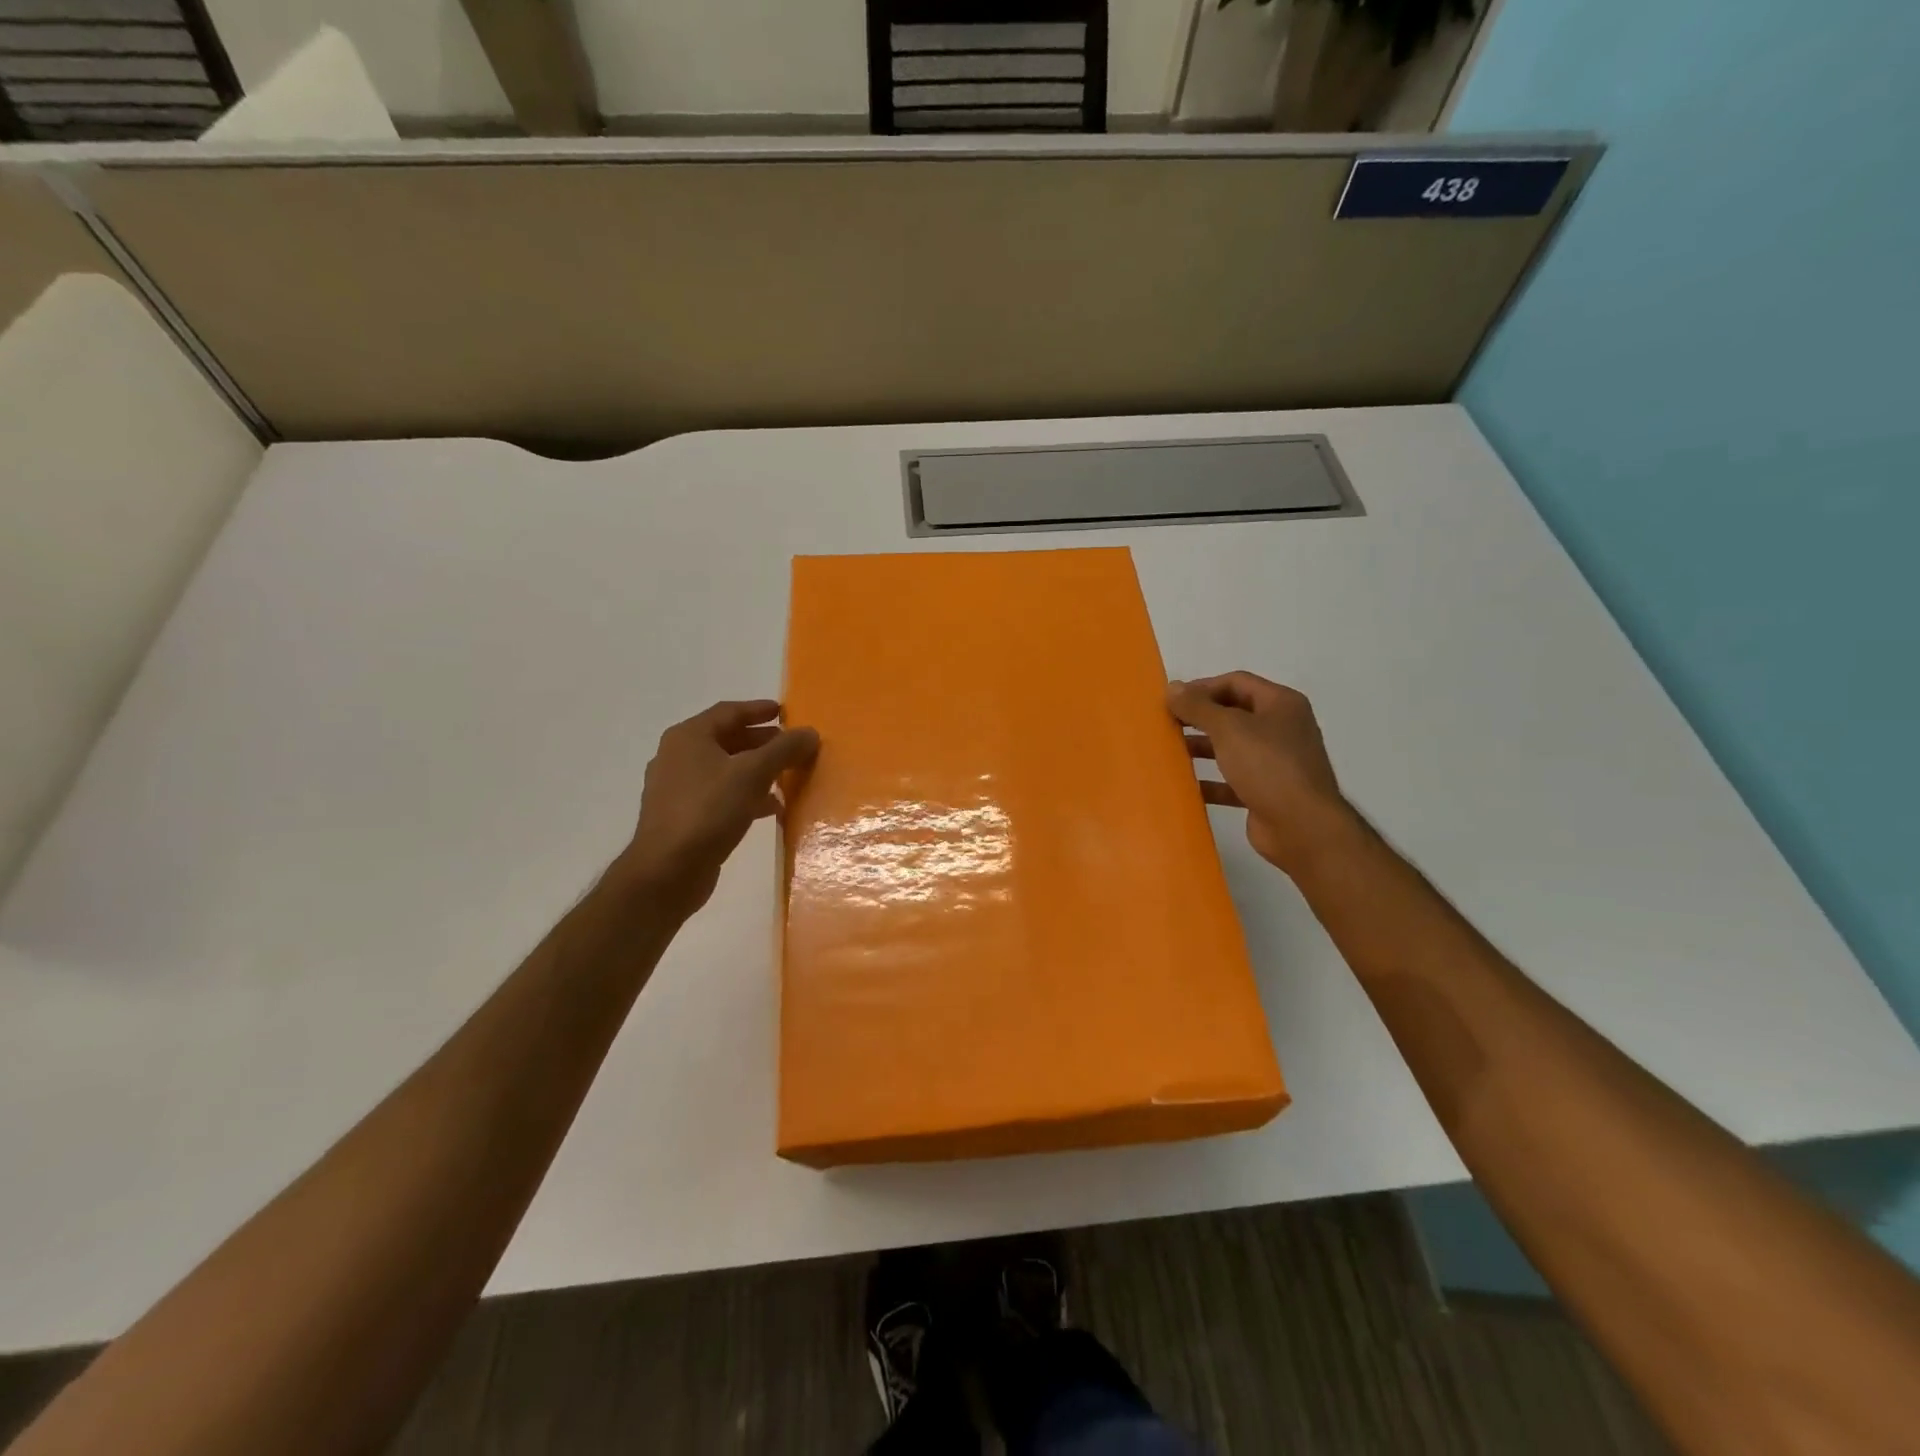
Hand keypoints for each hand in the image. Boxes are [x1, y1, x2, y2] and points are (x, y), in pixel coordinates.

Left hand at [616, 700, 819, 916]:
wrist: (667, 871)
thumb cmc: (708, 811)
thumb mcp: (752, 774)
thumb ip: (784, 750)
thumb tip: (810, 733)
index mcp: (689, 737)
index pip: (728, 712)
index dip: (758, 710)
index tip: (785, 712)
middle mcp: (678, 757)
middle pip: (727, 740)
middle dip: (762, 742)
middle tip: (792, 746)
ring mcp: (678, 789)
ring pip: (726, 770)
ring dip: (757, 770)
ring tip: (788, 775)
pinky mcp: (684, 817)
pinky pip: (721, 796)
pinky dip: (747, 795)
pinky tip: (771, 807)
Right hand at [1168, 672, 1356, 878]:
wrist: (1302, 827)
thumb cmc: (1268, 766)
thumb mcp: (1229, 728)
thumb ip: (1198, 706)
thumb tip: (1172, 688)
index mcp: (1281, 704)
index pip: (1236, 682)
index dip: (1202, 688)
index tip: (1171, 701)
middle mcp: (1282, 728)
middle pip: (1233, 714)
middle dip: (1199, 718)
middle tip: (1167, 725)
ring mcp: (1276, 762)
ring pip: (1232, 748)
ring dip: (1202, 749)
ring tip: (1170, 753)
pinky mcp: (1266, 792)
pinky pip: (1232, 781)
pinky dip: (1210, 781)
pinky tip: (1185, 786)